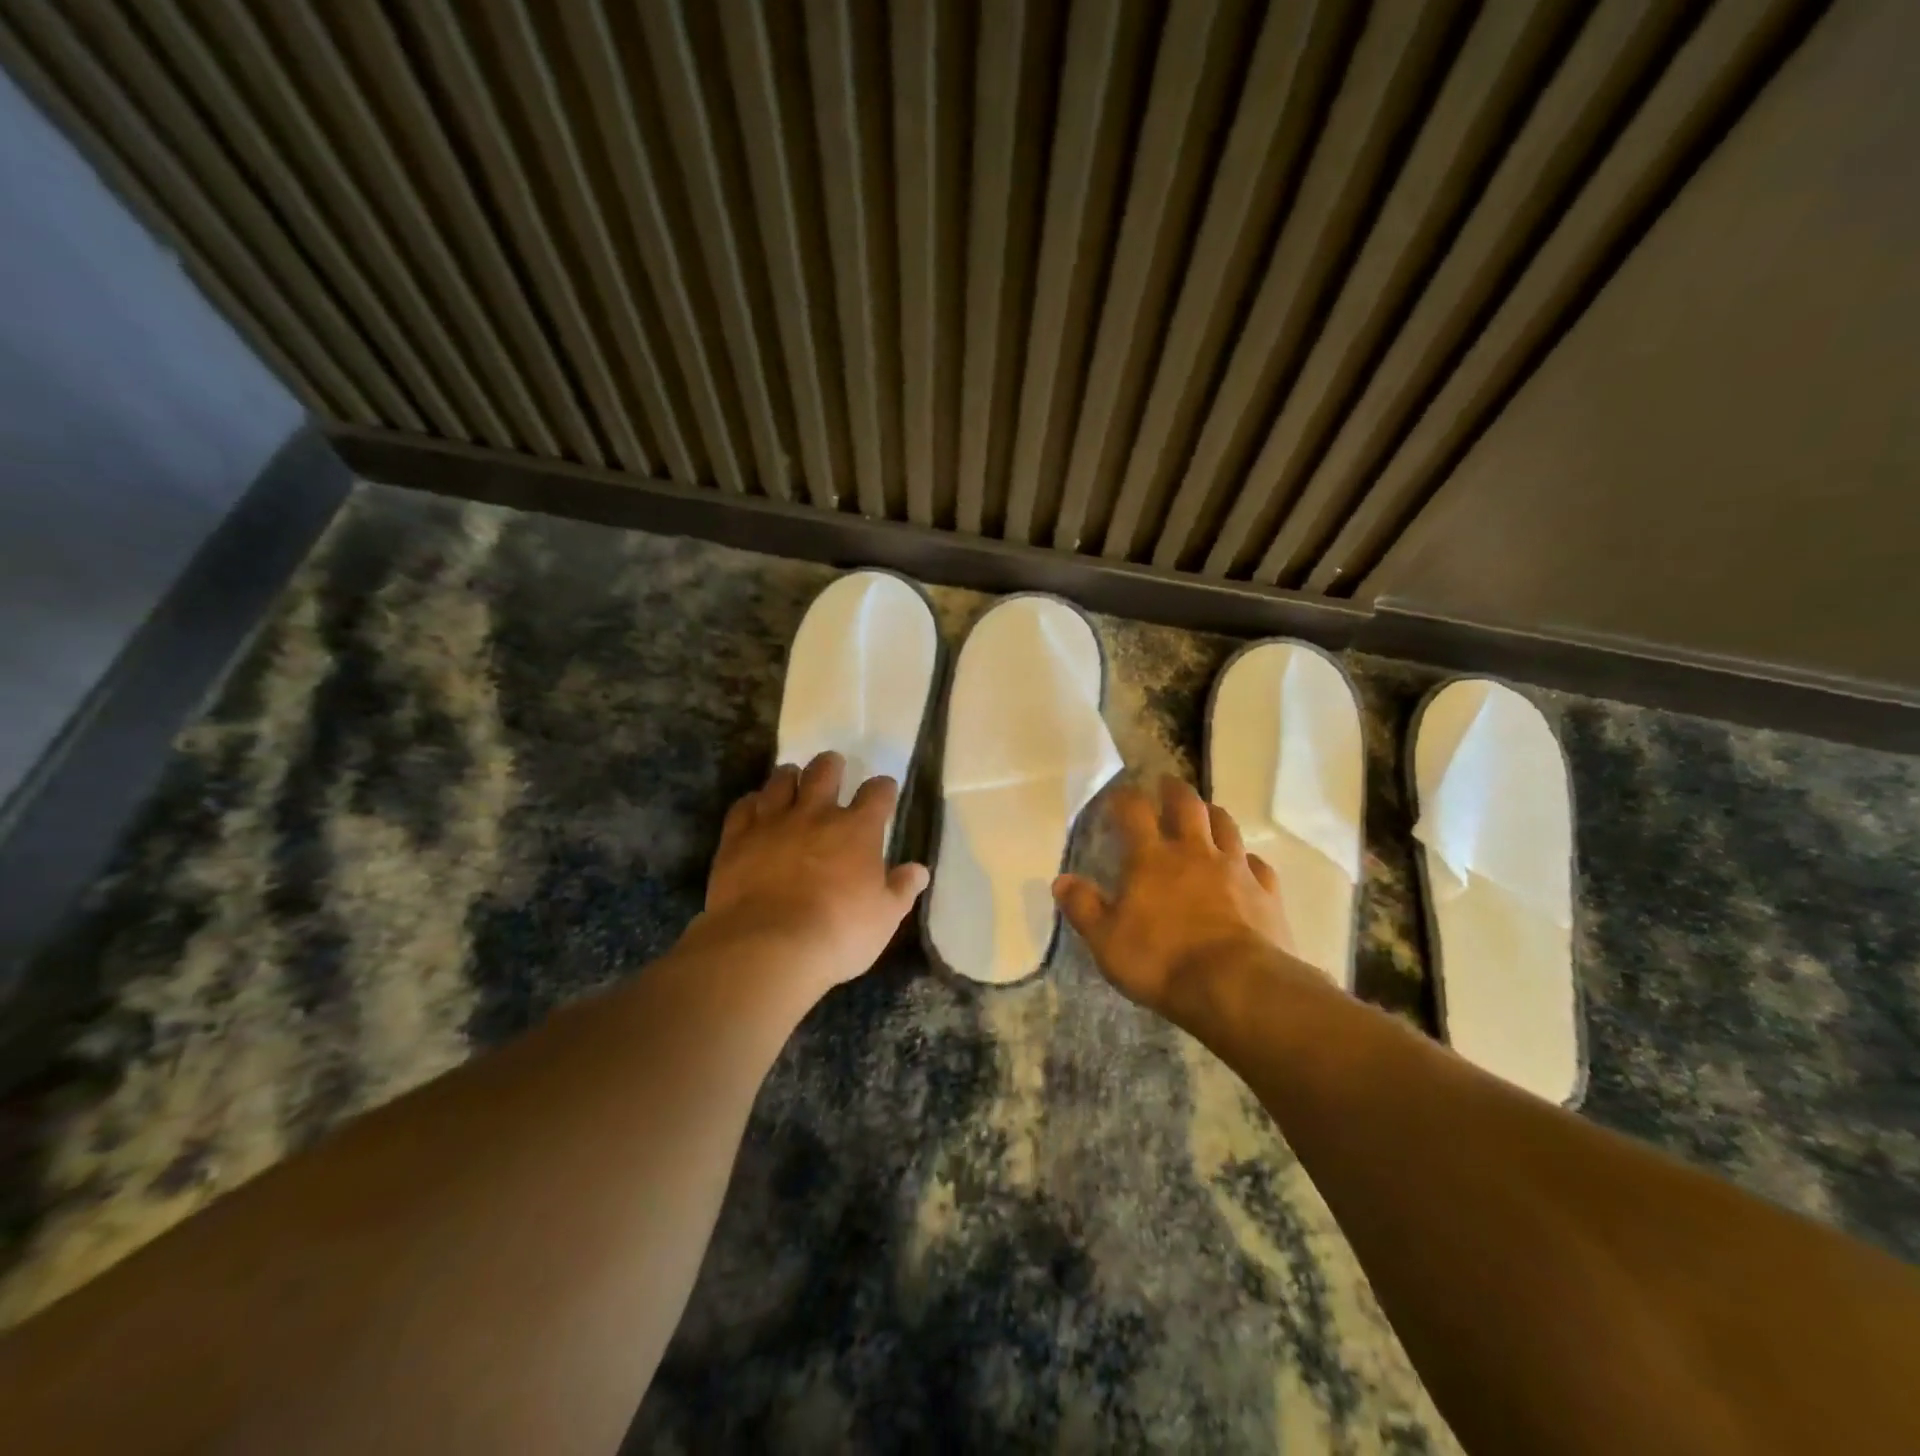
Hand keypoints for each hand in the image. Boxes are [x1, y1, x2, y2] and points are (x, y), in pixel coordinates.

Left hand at [695, 751, 929, 994]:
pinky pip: (743, 807)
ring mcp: (772, 823)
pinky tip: (754, 806)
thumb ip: (901, 889)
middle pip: (824, 772)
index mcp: (857, 830)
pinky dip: (751, 803)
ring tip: (792, 778)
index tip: (884, 790)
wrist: (768, 946)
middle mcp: (815, 815)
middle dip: (831, 766)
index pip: (877, 794)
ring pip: (780, 781)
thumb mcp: (884, 918)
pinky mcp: (737, 839)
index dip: (883, 788)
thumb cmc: (838, 933)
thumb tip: (919, 870)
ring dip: (789, 777)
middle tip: (833, 767)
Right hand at [1054, 777, 1300, 1016]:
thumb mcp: (1106, 941)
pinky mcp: (1266, 892)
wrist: (1235, 986)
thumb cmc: (1161, 961)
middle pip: (1187, 805)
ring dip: (1213, 814)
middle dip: (1173, 791)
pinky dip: (1248, 860)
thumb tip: (1062, 880)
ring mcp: (1235, 869)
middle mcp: (1194, 852)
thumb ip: (1084, 907)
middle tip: (1166, 785)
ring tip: (1206, 813)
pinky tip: (1245, 865)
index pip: (1134, 811)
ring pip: (1226, 825)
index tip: (1117, 797)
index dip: (1124, 798)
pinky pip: (1258, 865)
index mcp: (1151, 859)